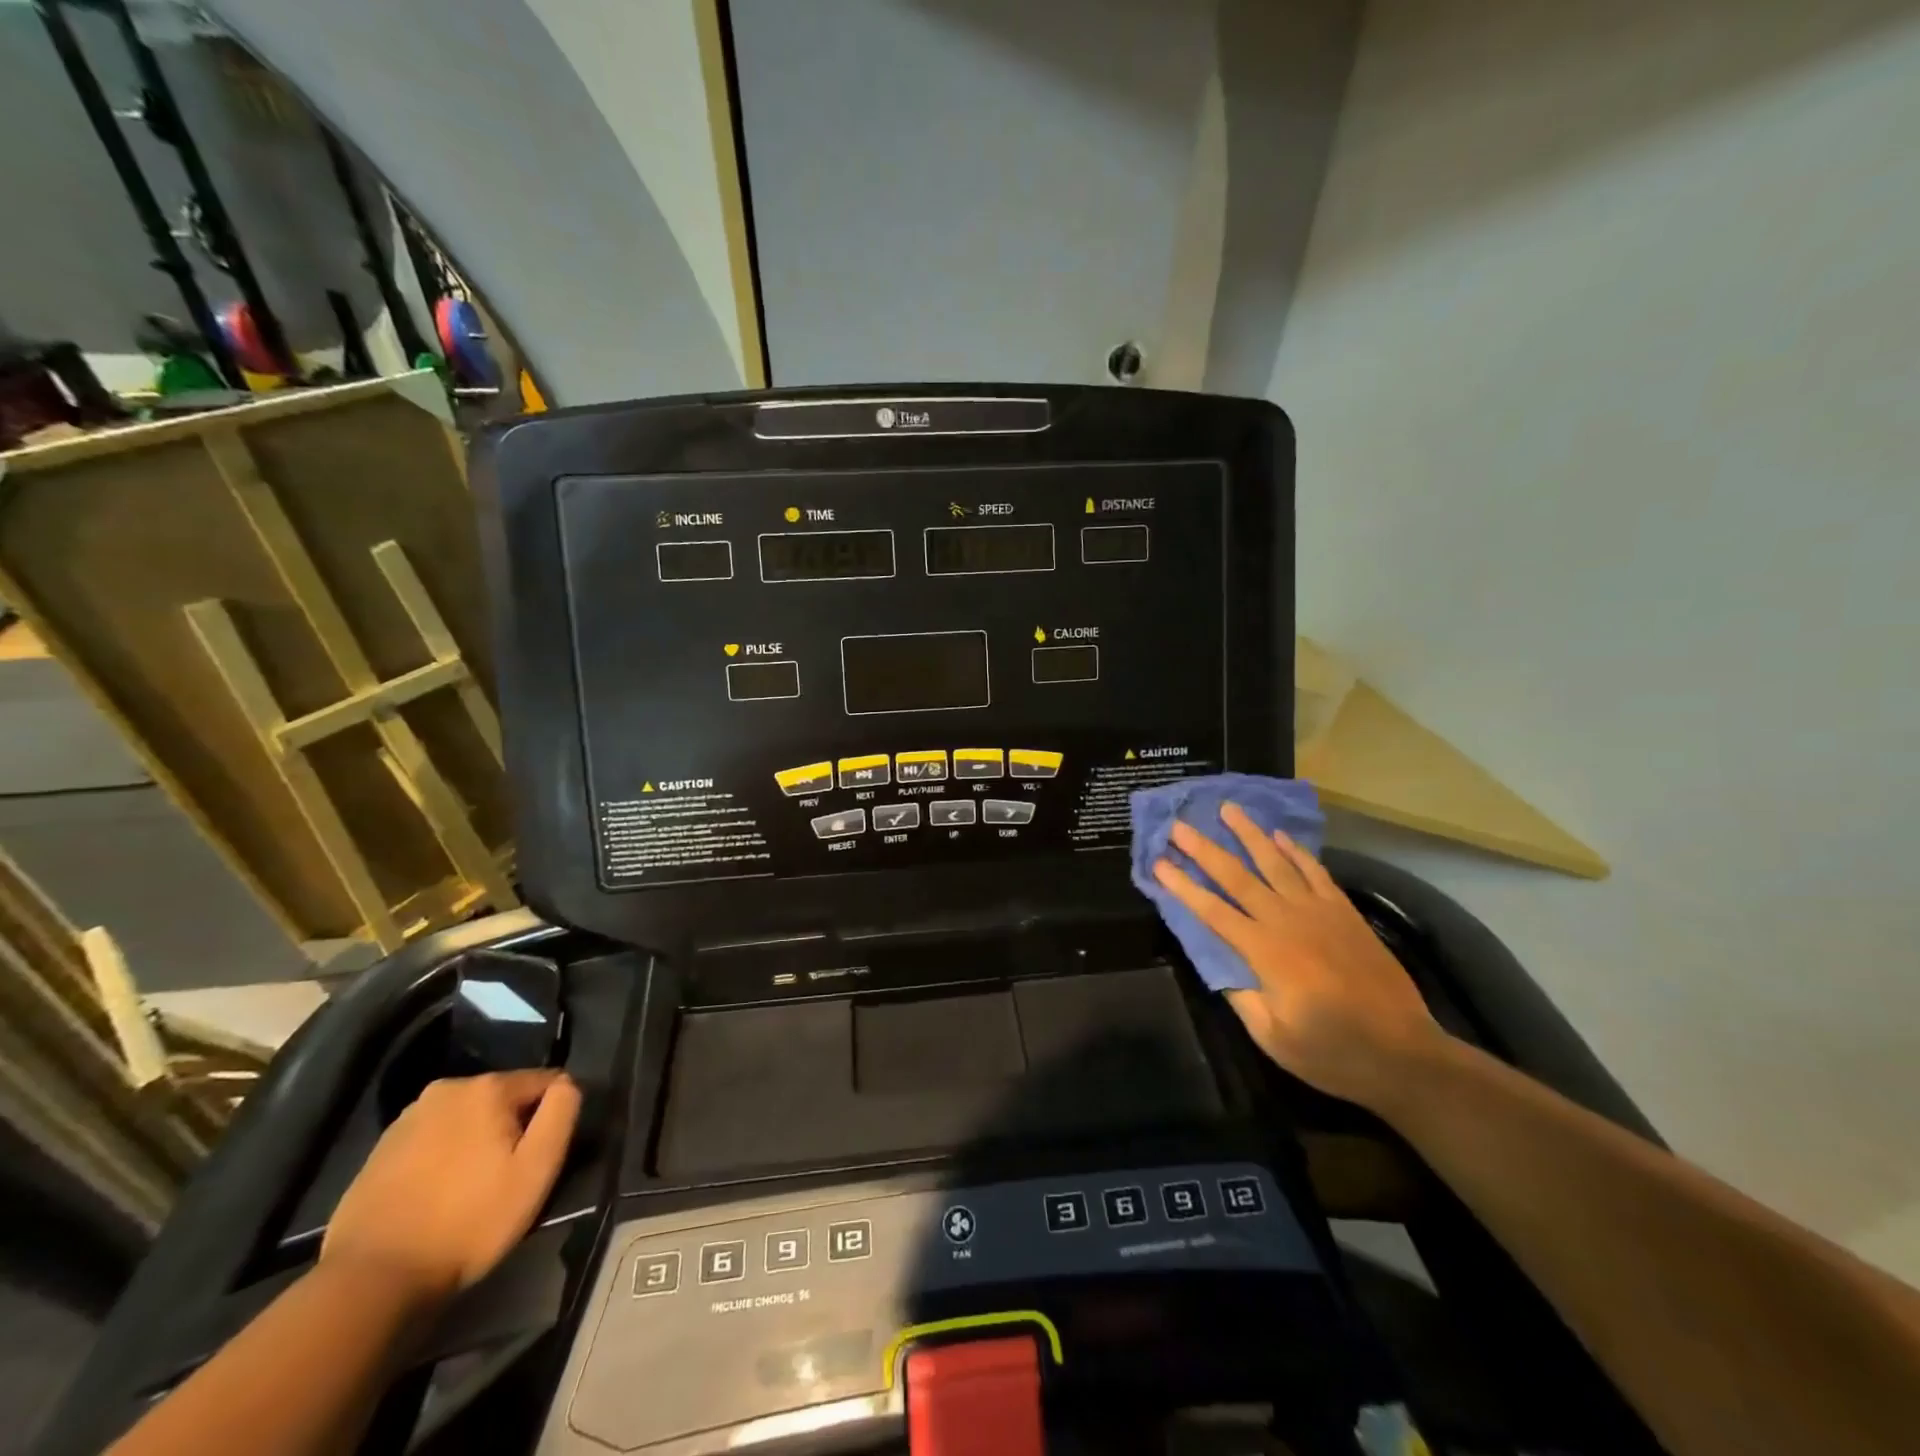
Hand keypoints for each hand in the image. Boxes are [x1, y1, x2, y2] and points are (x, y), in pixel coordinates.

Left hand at [321, 1071, 580, 1310]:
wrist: (372, 1280)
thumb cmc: (469, 1221)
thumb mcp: (537, 1168)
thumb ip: (562, 1111)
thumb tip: (566, 1084)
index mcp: (488, 1087)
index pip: (546, 1082)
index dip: (551, 1118)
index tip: (540, 1158)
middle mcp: (448, 1088)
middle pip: (504, 1098)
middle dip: (512, 1128)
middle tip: (506, 1177)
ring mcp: (408, 1117)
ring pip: (468, 1118)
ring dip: (477, 1141)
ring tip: (470, 1188)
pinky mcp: (381, 1149)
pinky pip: (433, 1139)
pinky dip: (443, 1156)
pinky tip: (437, 1195)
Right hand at [1153, 804, 1447, 1111]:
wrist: (1405, 1055)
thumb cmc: (1333, 1053)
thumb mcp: (1274, 1038)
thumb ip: (1242, 997)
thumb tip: (1219, 965)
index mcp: (1264, 953)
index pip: (1212, 911)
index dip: (1182, 886)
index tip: (1158, 863)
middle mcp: (1287, 922)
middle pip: (1237, 877)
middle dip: (1205, 849)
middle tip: (1179, 824)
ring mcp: (1319, 913)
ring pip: (1276, 863)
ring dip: (1249, 834)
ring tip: (1228, 809)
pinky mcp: (1345, 913)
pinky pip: (1316, 872)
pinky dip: (1296, 851)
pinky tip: (1280, 836)